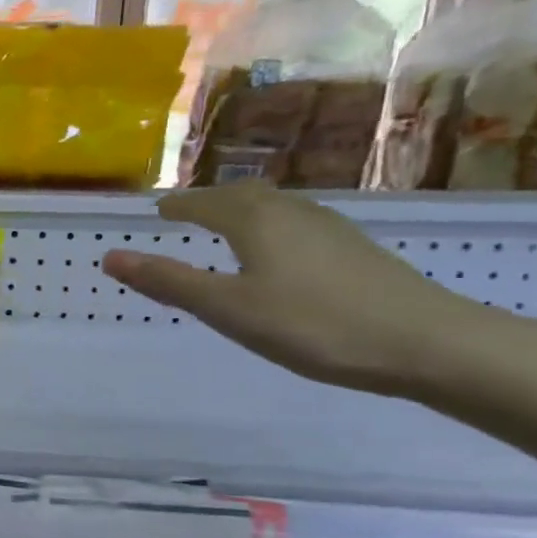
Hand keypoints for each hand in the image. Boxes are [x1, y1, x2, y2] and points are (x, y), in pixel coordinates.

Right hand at [101, 183, 482, 395]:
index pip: (204, 203)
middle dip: (210, 202)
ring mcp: (330, 227)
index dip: (178, 206)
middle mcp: (292, 211)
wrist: (427, 342)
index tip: (157, 211)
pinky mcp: (354, 248)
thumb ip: (169, 281)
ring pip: (274, 207)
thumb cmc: (313, 324)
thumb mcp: (228, 308)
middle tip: (186, 214)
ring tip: (226, 228)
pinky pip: (296, 224)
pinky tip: (278, 253)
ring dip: (243, 211)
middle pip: (242, 196)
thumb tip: (110, 257)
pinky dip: (271, 228)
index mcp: (255, 220)